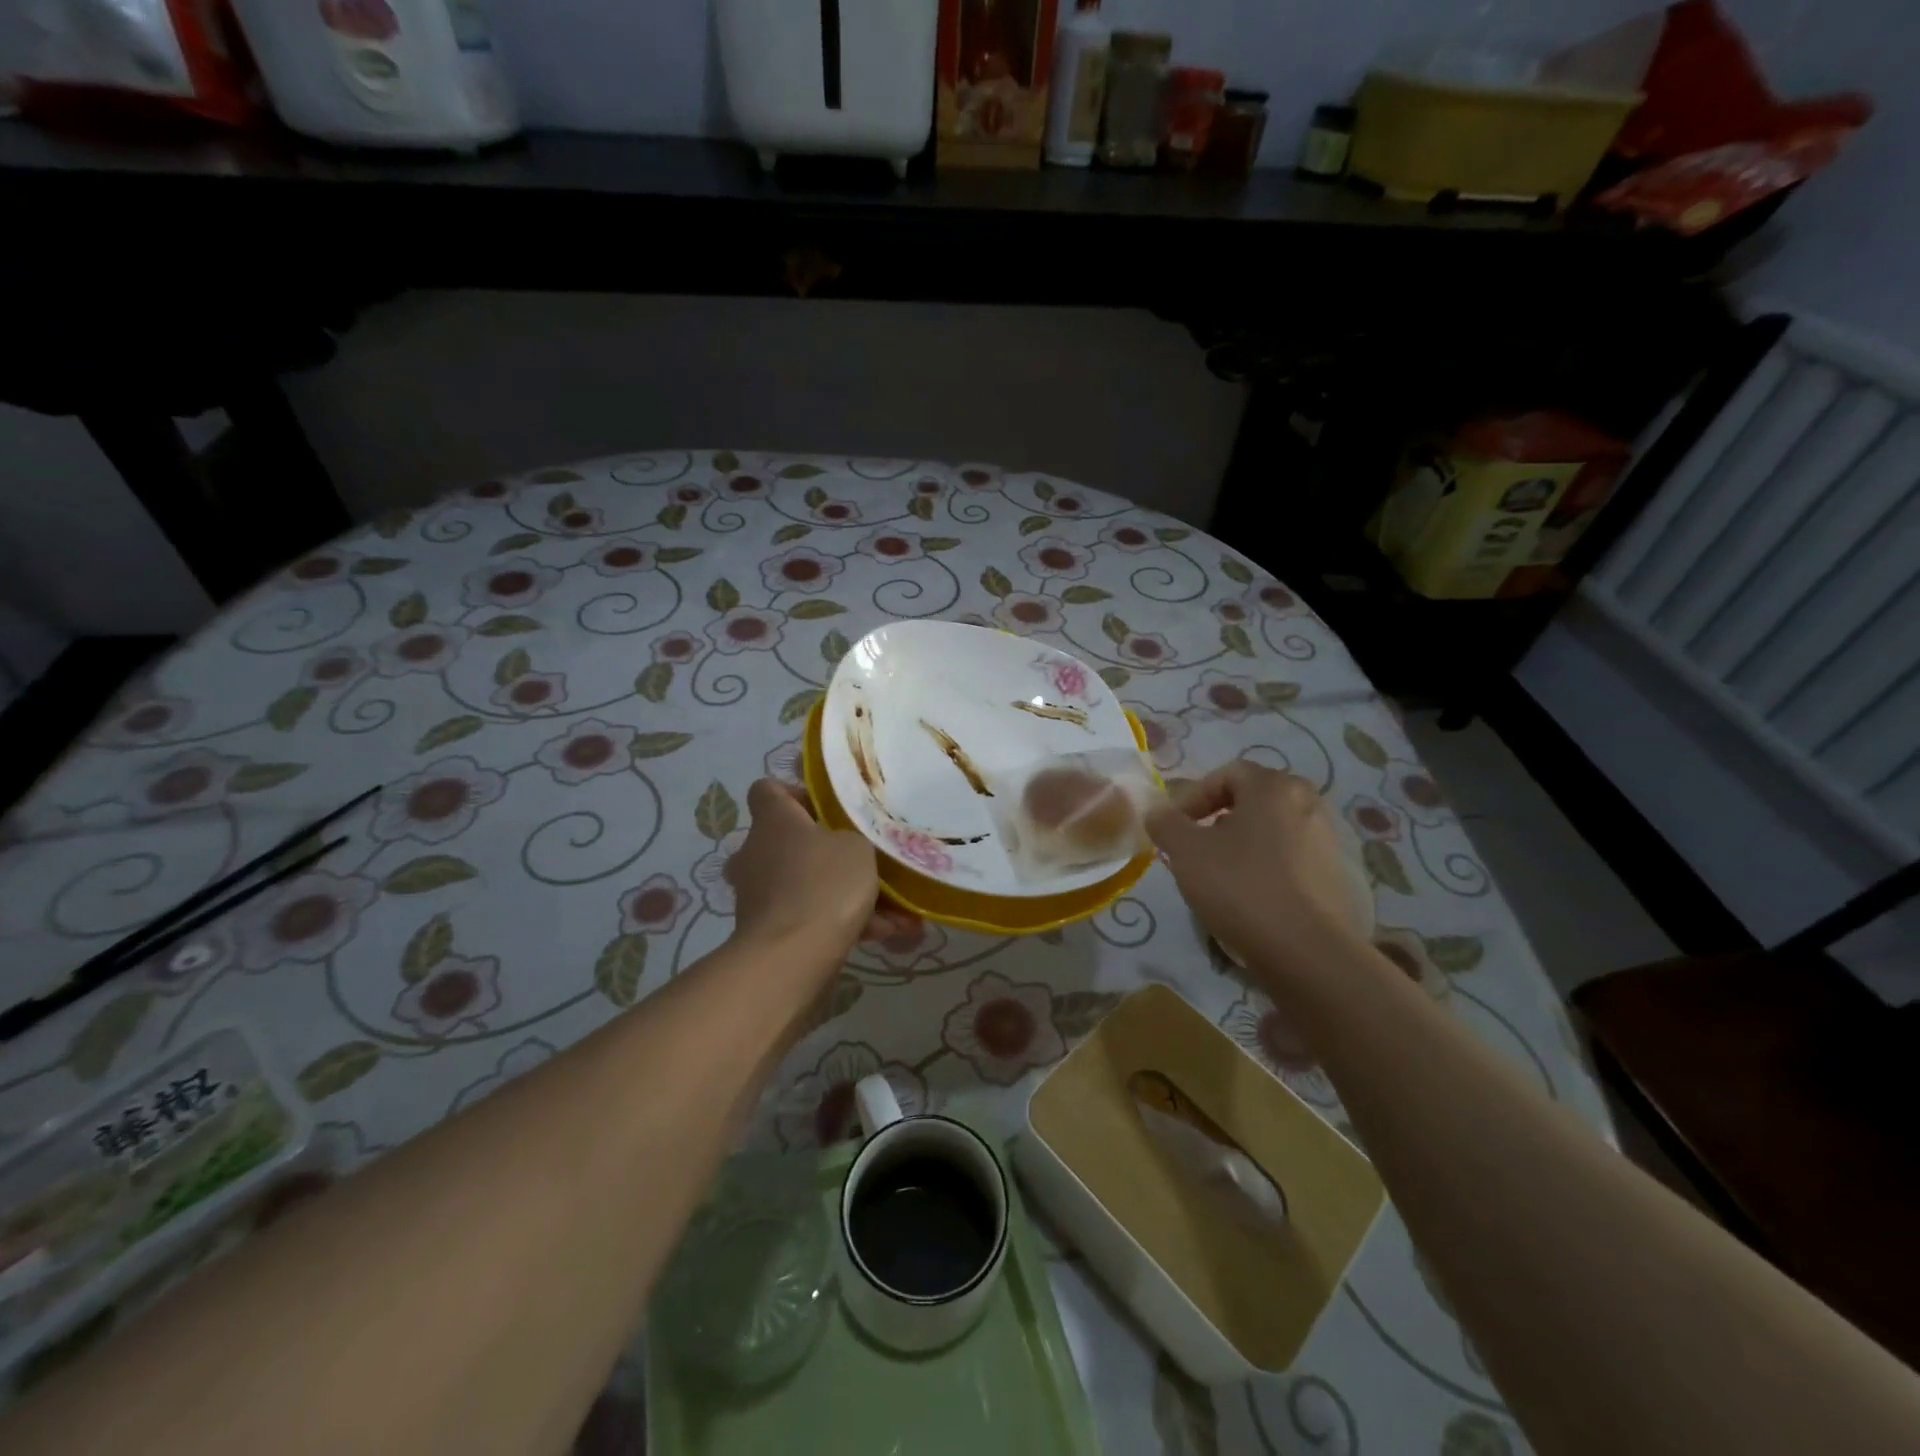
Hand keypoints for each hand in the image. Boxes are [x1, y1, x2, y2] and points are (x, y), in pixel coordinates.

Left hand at [726, 780, 905, 962]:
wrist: (792, 957)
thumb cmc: (825, 884)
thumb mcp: (857, 846)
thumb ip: (851, 839)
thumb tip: (842, 847)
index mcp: (773, 821)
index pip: (767, 790)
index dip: (795, 794)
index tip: (826, 808)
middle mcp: (756, 853)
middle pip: (785, 841)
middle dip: (822, 851)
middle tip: (859, 861)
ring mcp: (757, 895)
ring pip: (804, 884)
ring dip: (843, 894)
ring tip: (893, 910)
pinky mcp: (766, 931)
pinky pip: (808, 917)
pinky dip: (840, 924)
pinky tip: (881, 934)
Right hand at [1145, 761, 1364, 972]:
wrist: (1307, 951)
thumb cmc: (1241, 886)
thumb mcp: (1185, 851)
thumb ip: (1165, 823)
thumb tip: (1157, 811)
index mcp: (1275, 787)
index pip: (1227, 773)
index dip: (1193, 796)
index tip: (1175, 827)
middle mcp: (1308, 803)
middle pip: (1252, 800)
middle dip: (1217, 819)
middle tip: (1194, 848)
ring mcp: (1328, 840)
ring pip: (1271, 830)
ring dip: (1241, 844)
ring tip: (1219, 876)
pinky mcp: (1336, 876)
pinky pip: (1290, 859)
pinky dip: (1266, 868)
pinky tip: (1250, 898)